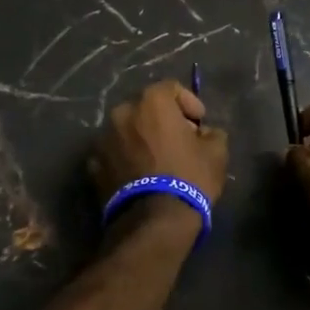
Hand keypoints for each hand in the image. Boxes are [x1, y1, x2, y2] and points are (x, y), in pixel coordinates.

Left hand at [89, 80, 229, 211]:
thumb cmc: (189, 177)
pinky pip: (114, 153)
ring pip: (127, 130)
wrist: (154, 221)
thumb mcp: (216, 153)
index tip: (199, 123)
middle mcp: (122, 113)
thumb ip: (211, 132)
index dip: (189, 102)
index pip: (171, 88)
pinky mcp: (93, 165)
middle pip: (145, 108)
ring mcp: (103, 139)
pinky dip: (125, 158)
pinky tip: (139, 176)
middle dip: (162, 120)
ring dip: (141, 139)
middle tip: (178, 140)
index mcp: (151, 102)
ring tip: (157, 160)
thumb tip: (203, 132)